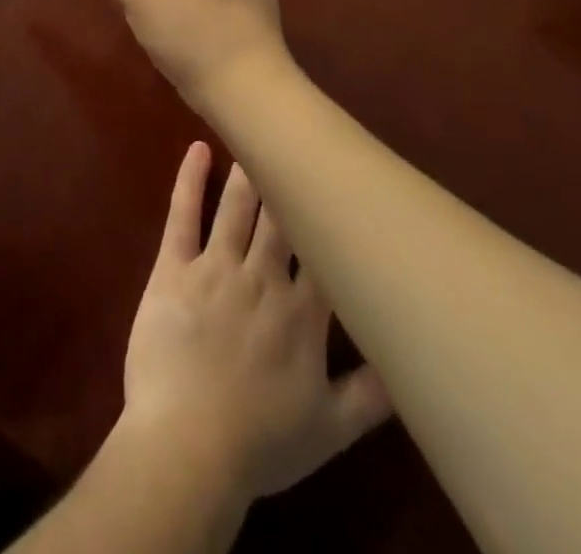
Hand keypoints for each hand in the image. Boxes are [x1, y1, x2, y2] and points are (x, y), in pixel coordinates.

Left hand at [117, 143, 390, 503]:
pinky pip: (183, 214)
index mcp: (303, 315)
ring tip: (256, 135)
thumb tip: (406, 360)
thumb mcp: (330, 431)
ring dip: (249, 171)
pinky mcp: (174, 266)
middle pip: (280, 219)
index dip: (331, 218)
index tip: (340, 185)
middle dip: (289, 181)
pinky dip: (189, 178)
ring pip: (237, 207)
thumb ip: (371, 395)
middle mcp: (263, 278)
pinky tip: (197, 148)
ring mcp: (215, 267)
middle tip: (295, 142)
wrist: (188, 445)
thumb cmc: (260, 442)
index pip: (324, 254)